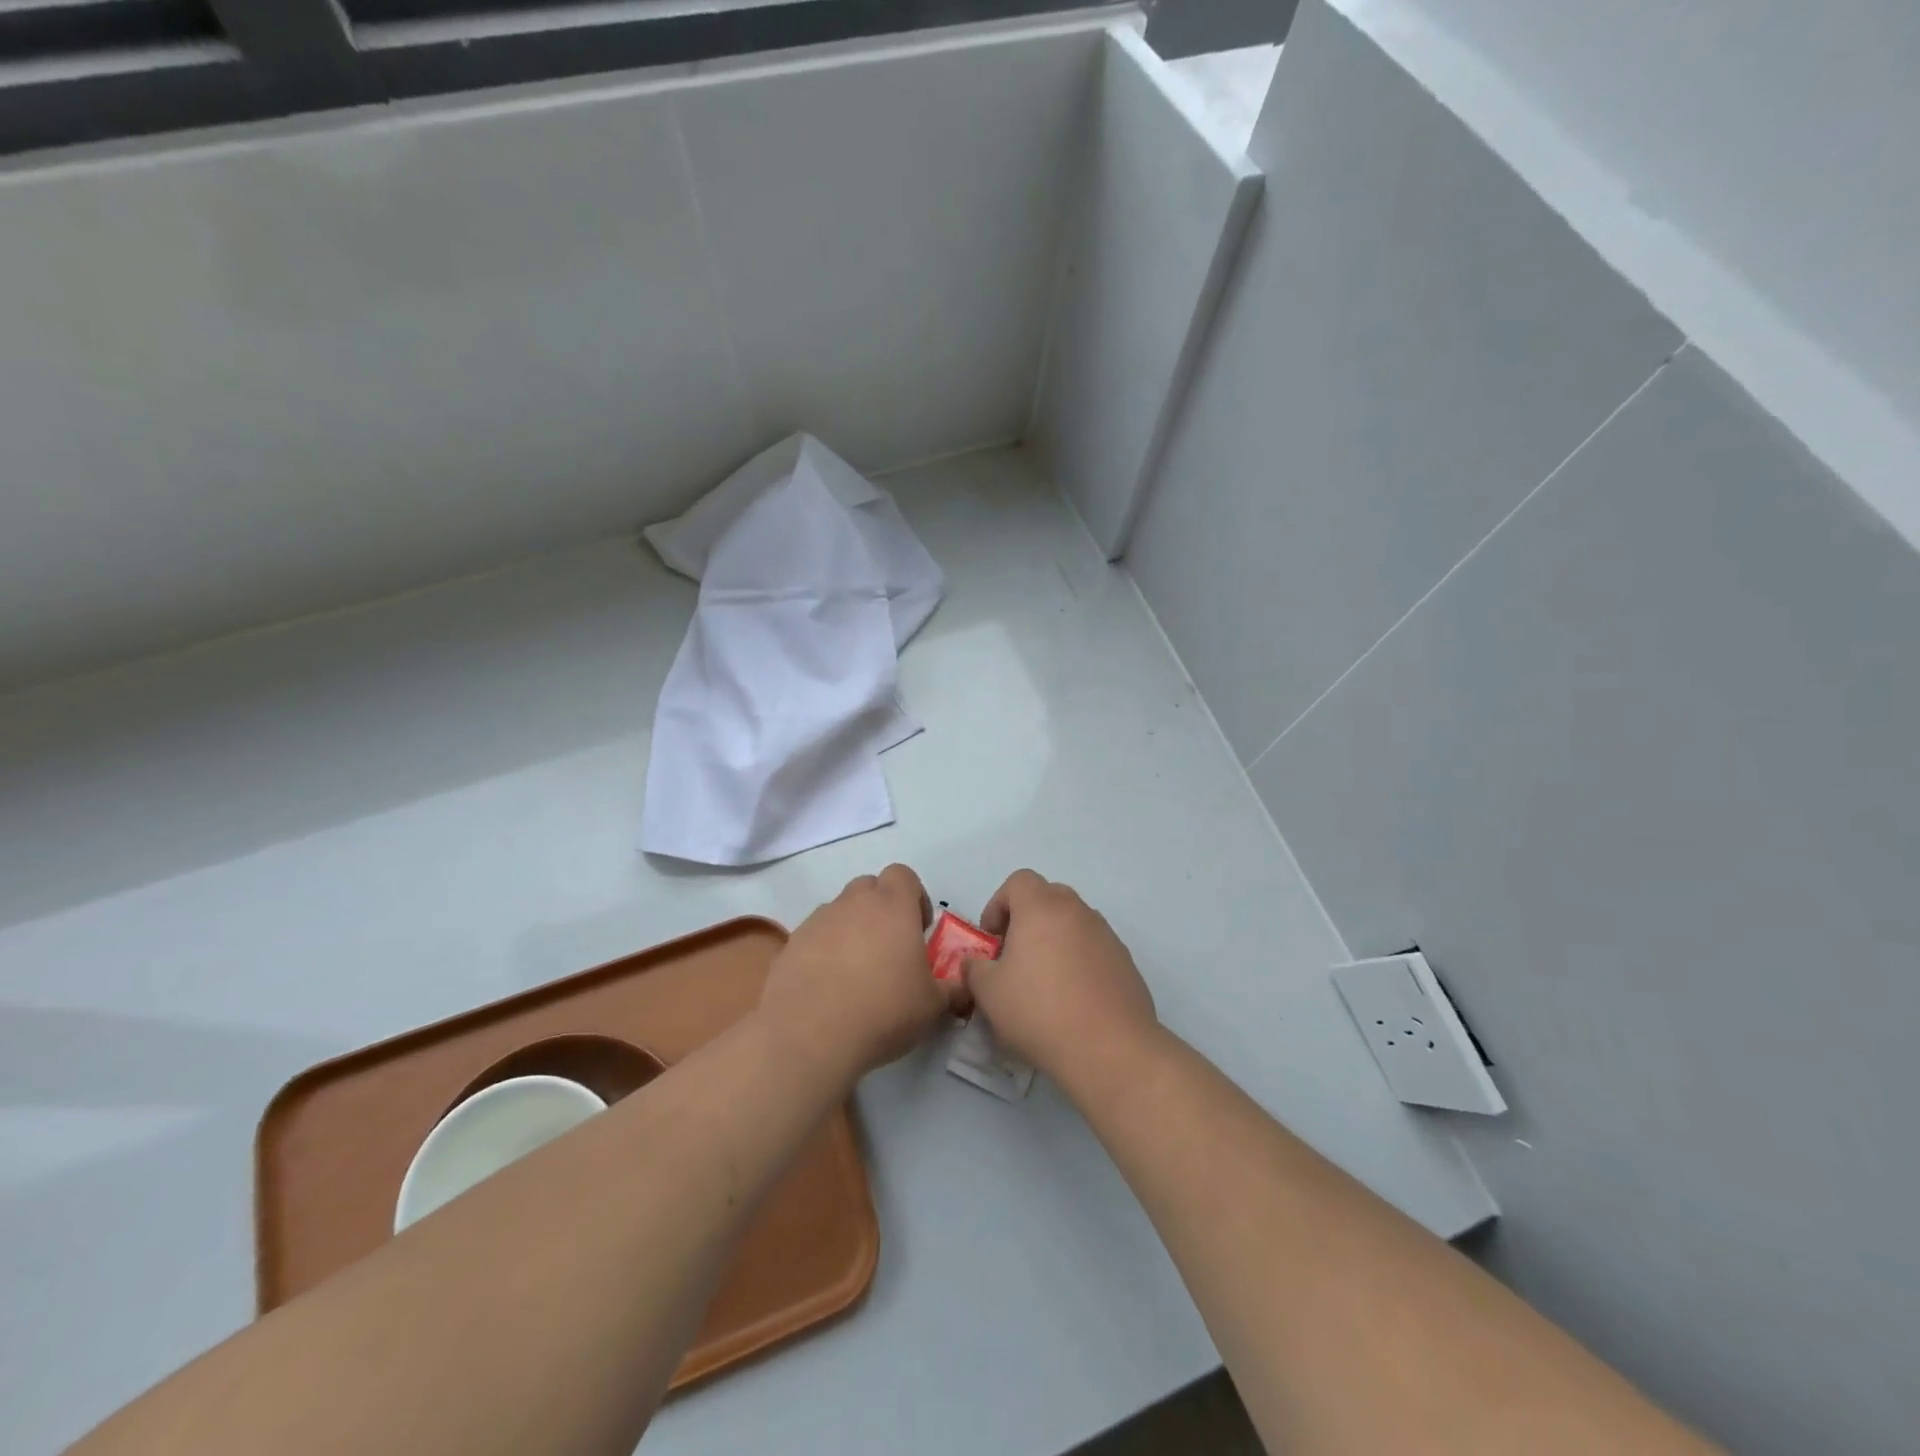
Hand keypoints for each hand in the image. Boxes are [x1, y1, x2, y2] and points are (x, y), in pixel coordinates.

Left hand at [758, 864, 959, 1086]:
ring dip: (850, 929)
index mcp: (892, 906)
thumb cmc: (883, 1010)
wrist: (810, 1035)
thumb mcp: (932, 1005)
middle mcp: (853, 903)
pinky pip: (814, 937)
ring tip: (855, 971)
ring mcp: (818, 921)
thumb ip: (951, 988)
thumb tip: (962, 987)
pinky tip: (828, 986)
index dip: (914, 896)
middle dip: (881, 909)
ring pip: (839, 911)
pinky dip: (822, 952)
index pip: (903, 875)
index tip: (918, 929)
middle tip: (889, 948)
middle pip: (869, 887)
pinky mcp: (790, 944)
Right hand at [963, 870, 1158, 1093]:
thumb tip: (976, 963)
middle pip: (1048, 897)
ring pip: (1073, 923)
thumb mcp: (989, 993)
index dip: (998, 904)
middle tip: (1014, 957)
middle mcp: (1077, 911)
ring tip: (1044, 983)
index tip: (992, 940)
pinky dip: (1079, 962)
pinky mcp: (1125, 962)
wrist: (1109, 1049)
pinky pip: (1094, 949)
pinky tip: (1072, 1000)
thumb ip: (974, 969)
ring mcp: (1106, 935)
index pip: (1018, 881)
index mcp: (1042, 908)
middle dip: (1026, 920)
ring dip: (1054, 941)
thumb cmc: (1039, 1011)